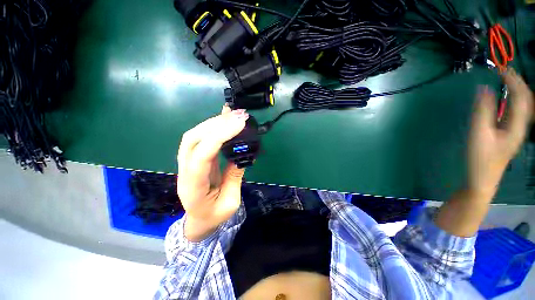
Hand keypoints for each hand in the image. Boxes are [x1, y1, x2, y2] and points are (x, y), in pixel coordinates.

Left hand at [177, 105, 248, 240]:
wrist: (199, 219)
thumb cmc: (214, 215)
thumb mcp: (230, 202)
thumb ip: (234, 177)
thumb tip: (241, 155)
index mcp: (193, 186)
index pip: (201, 155)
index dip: (219, 137)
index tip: (239, 125)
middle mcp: (185, 170)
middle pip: (194, 139)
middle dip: (218, 124)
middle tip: (240, 116)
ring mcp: (187, 162)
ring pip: (195, 135)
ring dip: (215, 122)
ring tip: (235, 114)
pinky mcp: (195, 157)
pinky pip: (201, 137)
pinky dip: (213, 125)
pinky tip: (224, 116)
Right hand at [468, 68, 533, 197]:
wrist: (482, 179)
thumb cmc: (480, 158)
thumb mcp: (479, 133)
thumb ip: (482, 110)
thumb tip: (483, 88)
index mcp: (517, 125)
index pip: (521, 96)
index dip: (513, 80)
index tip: (500, 68)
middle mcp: (521, 125)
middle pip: (526, 99)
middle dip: (517, 82)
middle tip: (503, 71)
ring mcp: (516, 130)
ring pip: (522, 104)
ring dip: (515, 90)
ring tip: (504, 80)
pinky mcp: (509, 133)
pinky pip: (515, 111)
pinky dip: (511, 99)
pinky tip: (504, 97)